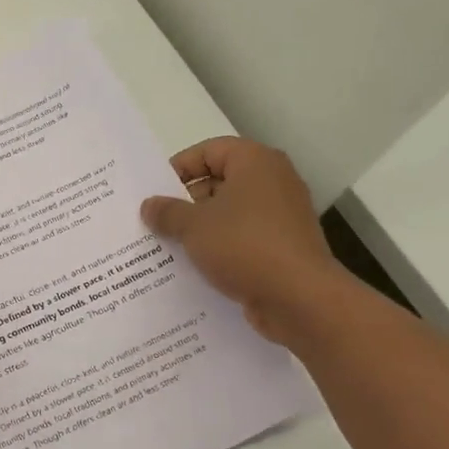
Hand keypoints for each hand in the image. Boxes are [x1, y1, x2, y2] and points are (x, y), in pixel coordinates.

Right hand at [140, 138, 339, 342]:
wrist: (299, 298)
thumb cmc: (244, 245)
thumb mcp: (193, 226)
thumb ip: (167, 212)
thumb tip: (149, 205)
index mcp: (255, 162)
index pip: (209, 151)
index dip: (179, 168)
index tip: (155, 193)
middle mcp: (273, 182)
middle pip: (220, 182)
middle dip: (186, 203)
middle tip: (156, 223)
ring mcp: (282, 216)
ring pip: (230, 214)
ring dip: (201, 229)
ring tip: (169, 247)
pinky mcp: (283, 247)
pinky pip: (243, 239)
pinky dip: (221, 249)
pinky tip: (196, 268)